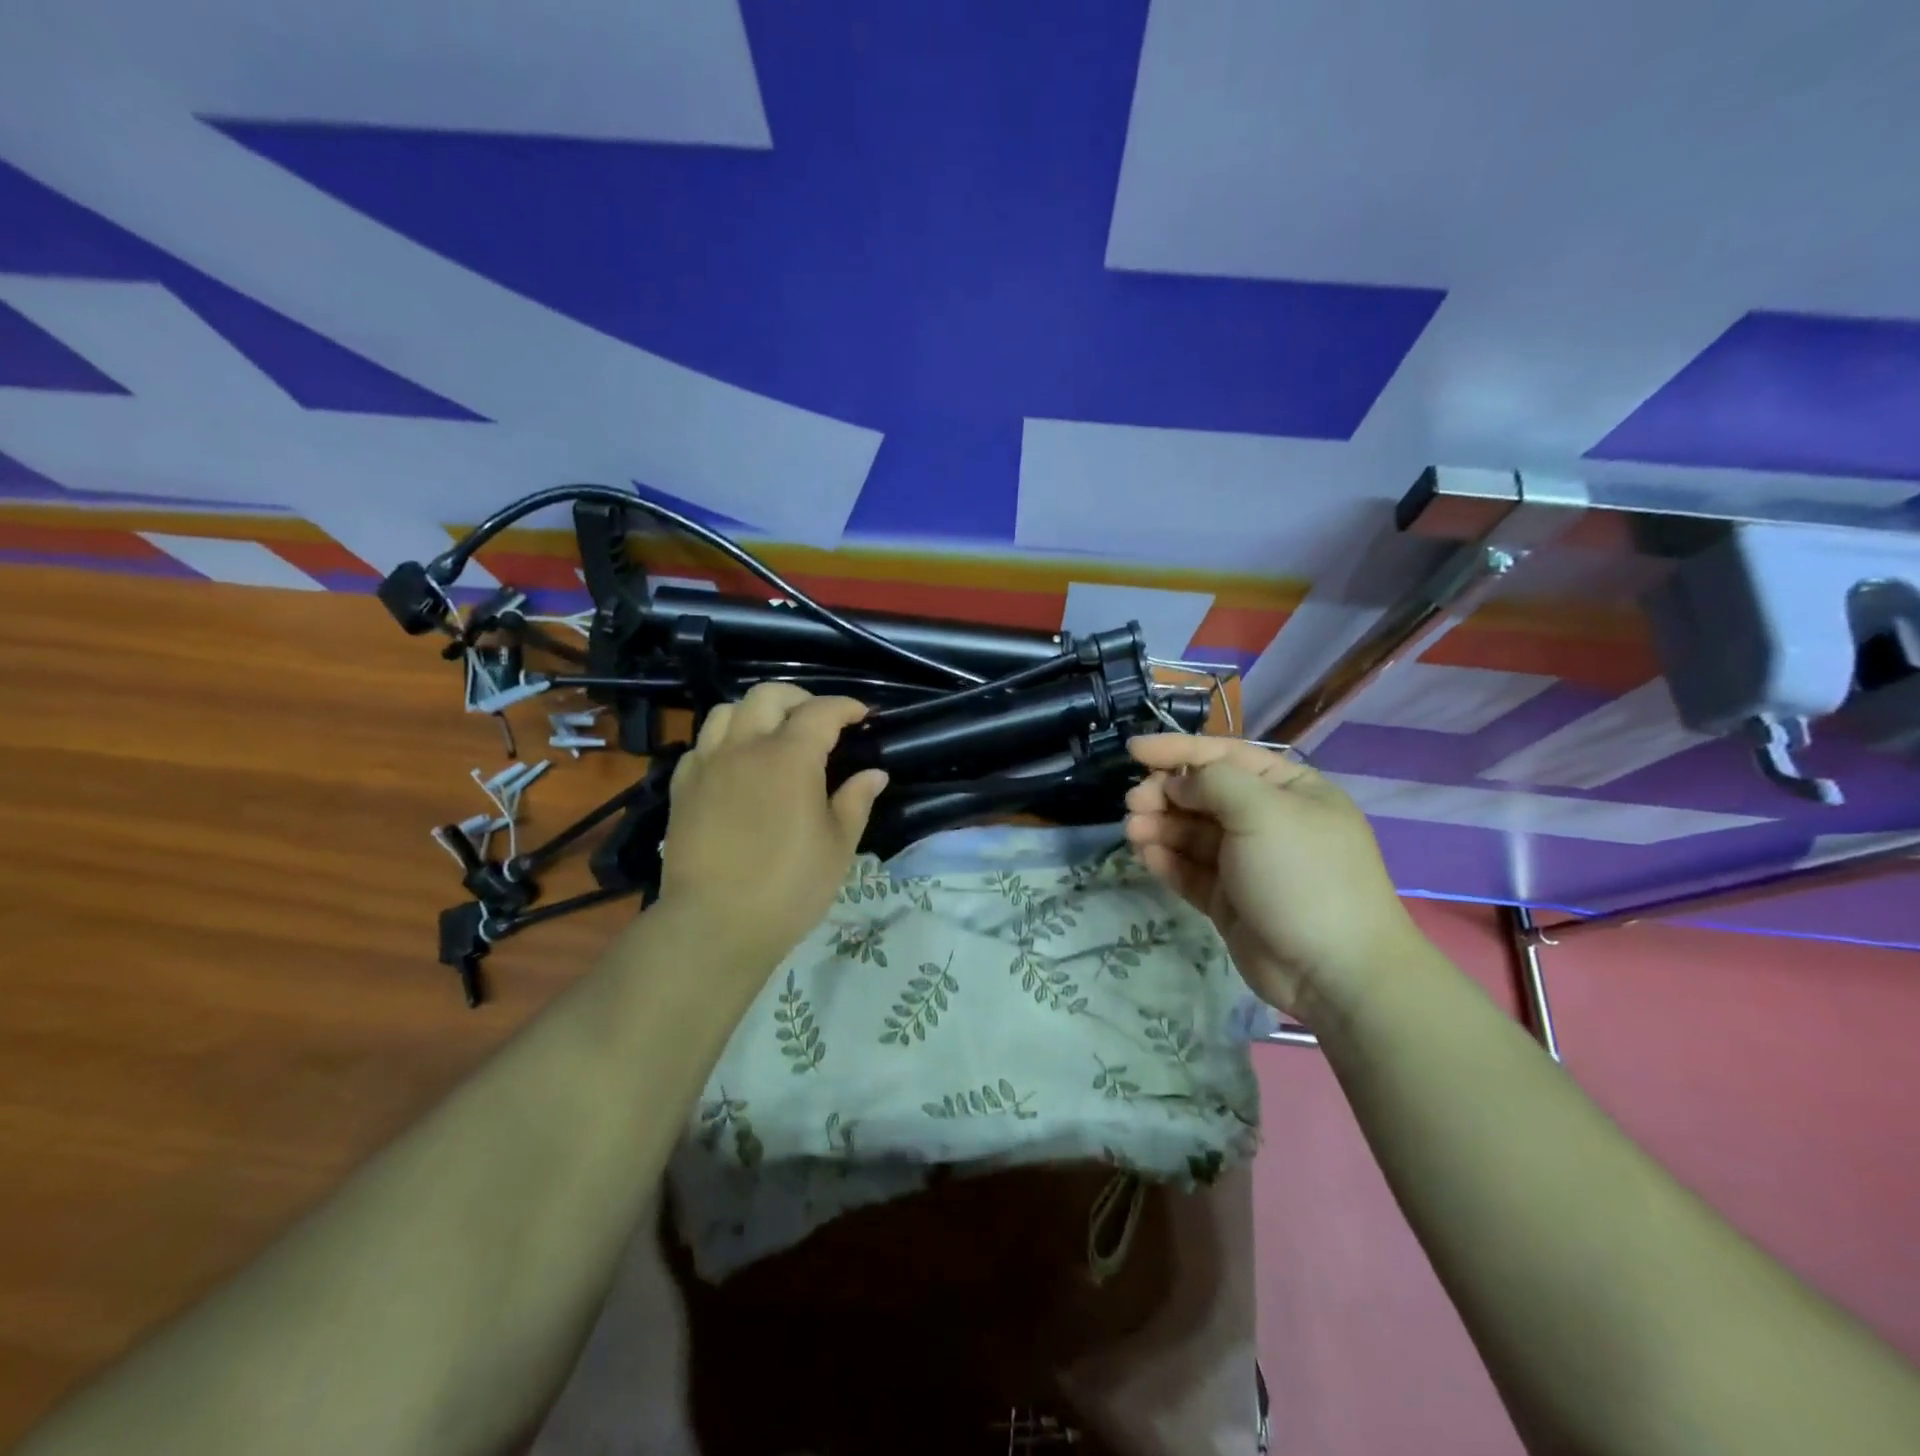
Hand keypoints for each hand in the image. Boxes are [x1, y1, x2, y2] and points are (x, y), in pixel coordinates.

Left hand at [659, 684, 888, 972]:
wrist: (715, 923)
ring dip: (755, 713)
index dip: (846, 707)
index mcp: (790, 756)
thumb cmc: (790, 886)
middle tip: (819, 722)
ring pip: (727, 711)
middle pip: (768, 695)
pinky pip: (702, 745)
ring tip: (772, 736)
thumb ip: (856, 800)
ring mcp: (708, 764)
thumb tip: (874, 774)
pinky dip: (723, 742)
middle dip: (799, 699)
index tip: (862, 717)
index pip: (821, 711)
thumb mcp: (838, 846)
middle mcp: (745, 747)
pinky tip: (735, 766)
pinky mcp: (682, 787)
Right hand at [1123, 734, 1421, 1022]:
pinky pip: (1191, 870)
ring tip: (1133, 832)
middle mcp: (1267, 821)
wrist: (1334, 971)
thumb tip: (1177, 784)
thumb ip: (1213, 783)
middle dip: (1164, 795)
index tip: (1133, 750)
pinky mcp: (1229, 900)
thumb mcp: (1263, 811)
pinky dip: (1166, 860)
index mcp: (1288, 789)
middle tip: (1133, 804)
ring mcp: (1247, 863)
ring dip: (1159, 827)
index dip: (1177, 750)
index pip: (1224, 756)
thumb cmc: (1303, 875)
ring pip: (1191, 834)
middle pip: (1203, 795)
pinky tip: (1144, 856)